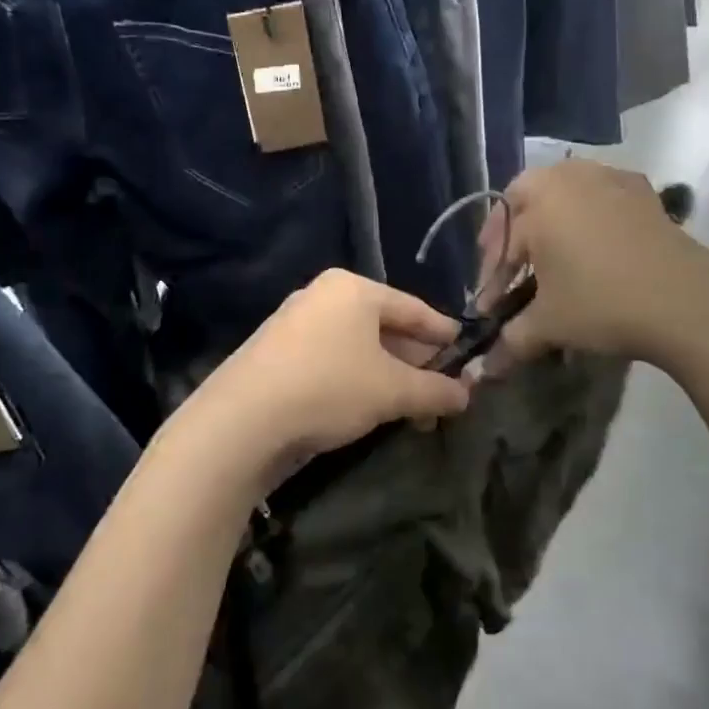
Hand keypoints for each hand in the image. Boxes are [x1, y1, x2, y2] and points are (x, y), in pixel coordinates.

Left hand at [179, 270, 471, 488]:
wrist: (241, 420)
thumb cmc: (328, 387)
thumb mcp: (391, 391)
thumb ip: (434, 391)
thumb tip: (466, 395)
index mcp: (353, 289)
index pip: (413, 308)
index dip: (443, 333)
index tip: (467, 352)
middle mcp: (322, 296)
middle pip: (384, 326)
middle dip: (415, 362)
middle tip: (442, 390)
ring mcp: (295, 323)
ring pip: (357, 346)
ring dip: (387, 376)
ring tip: (411, 408)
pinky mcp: (276, 352)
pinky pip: (331, 359)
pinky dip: (356, 379)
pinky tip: (368, 408)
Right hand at [479, 160, 708, 371]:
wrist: (688, 301)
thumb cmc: (603, 304)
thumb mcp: (550, 325)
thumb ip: (511, 341)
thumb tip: (486, 372)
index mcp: (536, 202)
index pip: (500, 243)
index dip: (492, 279)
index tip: (490, 309)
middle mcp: (567, 178)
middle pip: (524, 199)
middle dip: (511, 233)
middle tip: (511, 267)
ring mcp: (608, 178)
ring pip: (561, 189)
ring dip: (548, 215)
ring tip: (549, 251)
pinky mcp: (641, 190)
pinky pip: (599, 193)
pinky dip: (586, 211)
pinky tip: (592, 241)